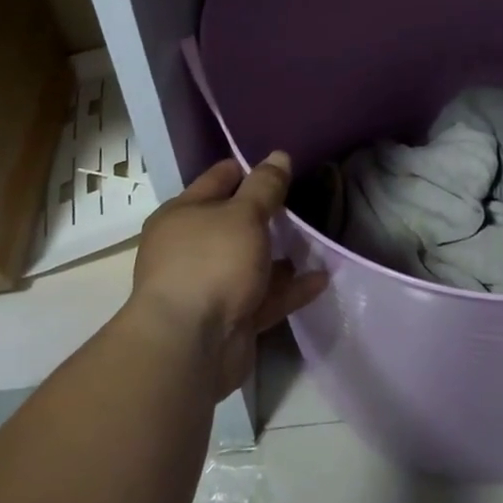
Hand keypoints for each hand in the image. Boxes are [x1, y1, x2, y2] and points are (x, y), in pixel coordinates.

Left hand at [129, 153, 327, 400]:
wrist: (189, 348)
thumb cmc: (212, 263)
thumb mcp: (244, 214)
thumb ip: (265, 186)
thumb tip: (278, 155)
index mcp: (182, 215)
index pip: (219, 179)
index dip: (250, 169)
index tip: (283, 167)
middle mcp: (191, 247)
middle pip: (235, 222)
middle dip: (268, 214)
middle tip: (304, 202)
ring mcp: (209, 286)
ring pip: (250, 261)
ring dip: (280, 255)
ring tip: (316, 241)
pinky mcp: (229, 319)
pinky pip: (263, 296)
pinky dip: (289, 288)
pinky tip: (320, 279)